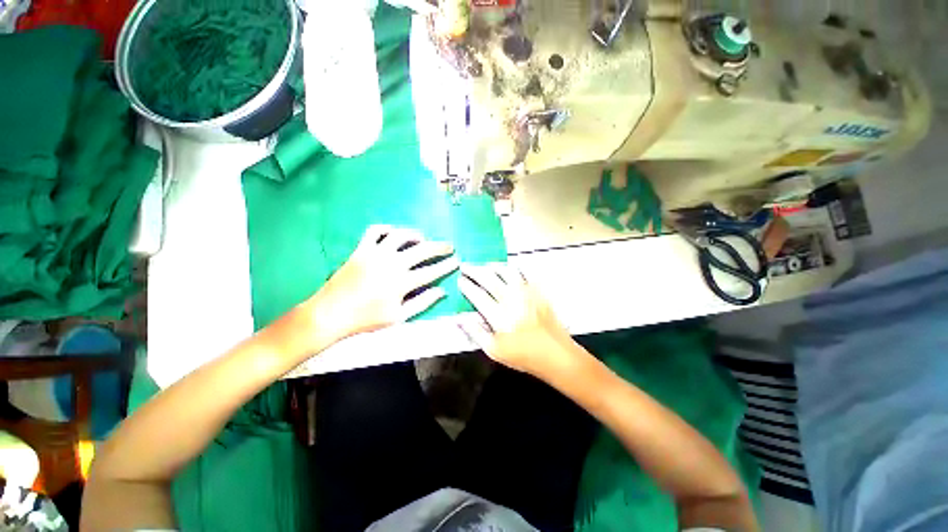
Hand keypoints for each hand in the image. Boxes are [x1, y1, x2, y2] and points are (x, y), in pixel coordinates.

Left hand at [288, 225, 458, 352]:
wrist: (330, 314)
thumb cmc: (366, 319)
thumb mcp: (399, 317)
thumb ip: (422, 303)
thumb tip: (442, 291)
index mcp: (402, 282)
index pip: (432, 271)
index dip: (447, 265)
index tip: (457, 261)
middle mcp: (392, 264)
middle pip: (422, 250)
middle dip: (440, 247)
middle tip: (449, 246)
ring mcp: (375, 253)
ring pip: (401, 235)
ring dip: (415, 235)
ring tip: (423, 238)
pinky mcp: (361, 249)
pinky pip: (375, 231)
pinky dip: (387, 228)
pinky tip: (394, 233)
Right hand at [457, 263, 577, 377]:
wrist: (555, 354)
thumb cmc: (523, 356)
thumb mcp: (494, 351)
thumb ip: (475, 333)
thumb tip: (459, 318)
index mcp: (499, 316)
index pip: (478, 295)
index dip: (467, 286)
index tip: (460, 280)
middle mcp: (512, 301)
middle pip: (490, 280)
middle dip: (475, 271)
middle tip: (466, 266)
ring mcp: (527, 294)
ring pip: (507, 273)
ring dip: (493, 267)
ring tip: (485, 265)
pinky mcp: (538, 293)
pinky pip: (526, 274)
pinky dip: (516, 269)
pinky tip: (510, 268)